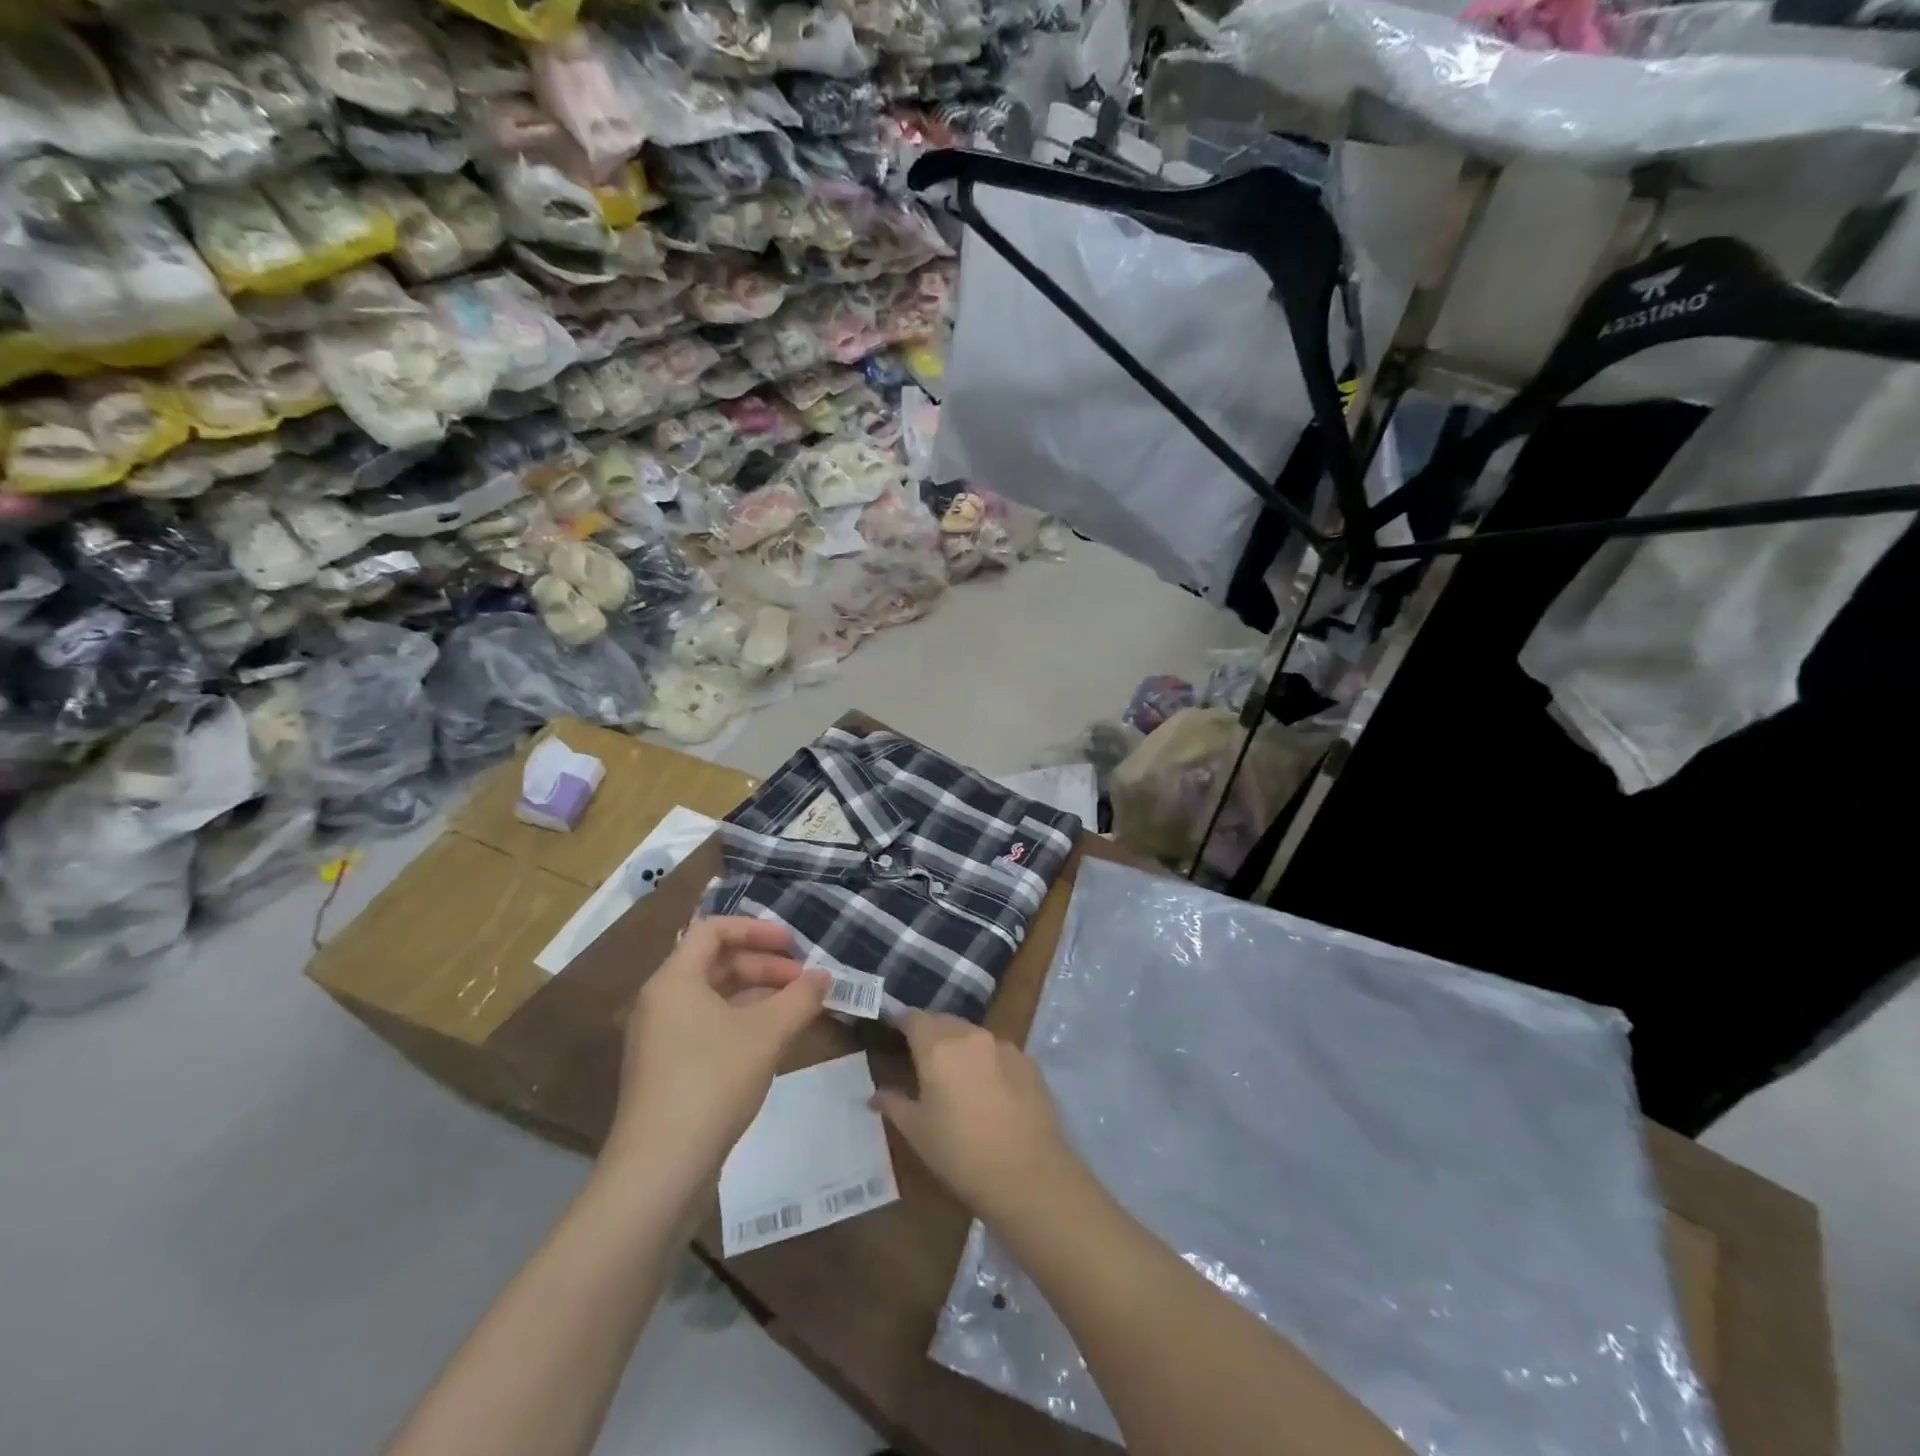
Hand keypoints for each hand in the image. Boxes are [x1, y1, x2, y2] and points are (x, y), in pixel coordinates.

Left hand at [605, 917, 828, 1182]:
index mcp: (675, 980)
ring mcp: (661, 1038)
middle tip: (804, 982)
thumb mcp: (767, 1034)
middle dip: (764, 966)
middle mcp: (661, 1001)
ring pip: (714, 997)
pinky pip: (708, 1027)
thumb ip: (801, 998)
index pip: (713, 930)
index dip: (756, 929)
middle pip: (716, 963)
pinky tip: (772, 1042)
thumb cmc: (712, 1082)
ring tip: (797, 1010)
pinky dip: (742, 1022)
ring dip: (757, 996)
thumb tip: (826, 976)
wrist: (659, 1170)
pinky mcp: (667, 1070)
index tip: (793, 945)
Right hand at [871, 1011, 1077, 1222]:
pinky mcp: (1027, 1060)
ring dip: (959, 1046)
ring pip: (972, 1034)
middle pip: (943, 1021)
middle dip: (930, 1034)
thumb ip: (894, 1103)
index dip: (901, 1023)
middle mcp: (970, 1036)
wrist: (1028, 1174)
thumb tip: (875, 1094)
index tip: (894, 1036)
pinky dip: (986, 1060)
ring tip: (955, 1077)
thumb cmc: (960, 1154)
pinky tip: (989, 1091)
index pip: (913, 1017)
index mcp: (937, 1047)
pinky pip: (998, 1050)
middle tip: (921, 1060)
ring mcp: (1003, 1045)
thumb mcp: (917, 1132)